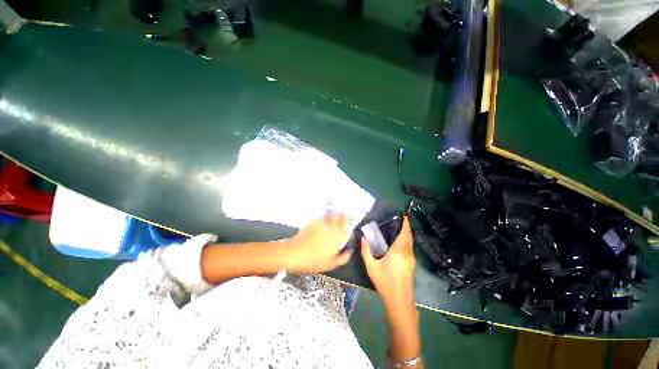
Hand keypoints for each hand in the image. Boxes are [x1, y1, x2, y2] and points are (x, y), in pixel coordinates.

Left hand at [283, 214, 352, 272]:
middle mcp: (331, 227)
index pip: (348, 227)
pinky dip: (325, 218)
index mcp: (337, 238)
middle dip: (345, 216)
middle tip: (346, 218)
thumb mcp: (330, 264)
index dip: (351, 225)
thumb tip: (349, 252)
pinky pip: (323, 217)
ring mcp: (322, 223)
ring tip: (336, 218)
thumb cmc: (312, 261)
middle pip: (342, 216)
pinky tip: (324, 223)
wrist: (294, 253)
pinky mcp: (313, 221)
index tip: (352, 225)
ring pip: (333, 214)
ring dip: (336, 215)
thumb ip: (343, 258)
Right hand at [361, 216, 415, 307]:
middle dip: (406, 227)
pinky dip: (407, 241)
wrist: (399, 300)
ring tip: (399, 228)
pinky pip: (410, 248)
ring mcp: (411, 259)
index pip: (404, 233)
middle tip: (400, 219)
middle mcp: (407, 253)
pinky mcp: (411, 264)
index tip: (404, 215)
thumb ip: (366, 251)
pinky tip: (400, 242)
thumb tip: (363, 238)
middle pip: (409, 236)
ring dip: (407, 234)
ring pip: (411, 242)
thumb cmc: (385, 282)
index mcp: (399, 251)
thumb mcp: (371, 266)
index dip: (405, 223)